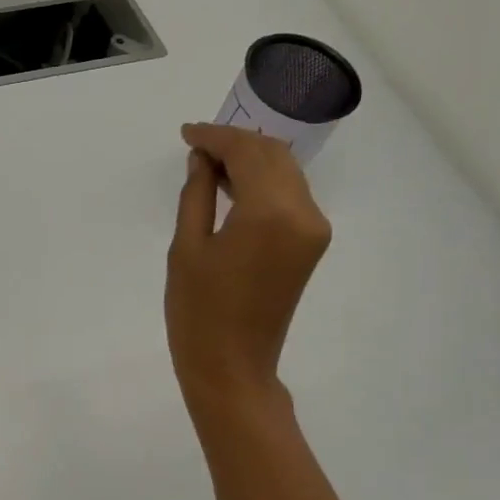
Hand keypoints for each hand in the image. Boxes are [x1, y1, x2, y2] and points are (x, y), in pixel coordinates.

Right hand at [165, 122, 331, 415]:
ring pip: (286, 173)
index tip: (187, 133)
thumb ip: (197, 194)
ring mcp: (313, 229)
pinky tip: (233, 187)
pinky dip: (263, 184)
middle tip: (196, 147)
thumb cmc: (198, 312)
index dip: (216, 137)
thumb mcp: (186, 248)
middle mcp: (304, 213)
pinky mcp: (311, 244)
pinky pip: (289, 197)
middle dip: (236, 143)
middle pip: (274, 156)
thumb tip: (202, 160)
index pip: (247, 153)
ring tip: (209, 164)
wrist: (232, 367)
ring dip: (251, 161)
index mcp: (270, 213)